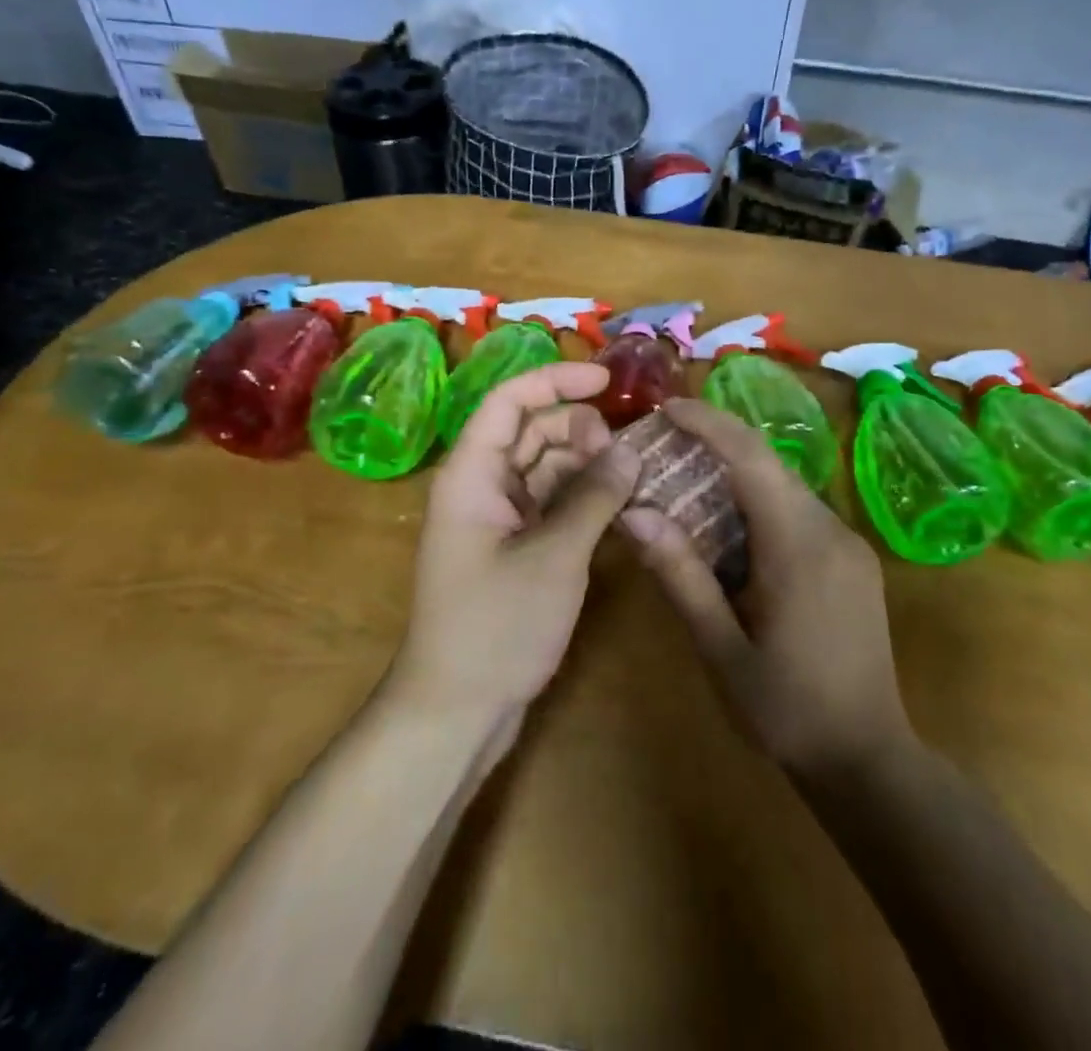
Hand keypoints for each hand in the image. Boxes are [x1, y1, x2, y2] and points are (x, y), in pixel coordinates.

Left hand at [390, 362, 641, 739]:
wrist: (457, 711)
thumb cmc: (496, 627)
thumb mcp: (554, 557)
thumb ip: (593, 497)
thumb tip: (630, 451)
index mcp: (472, 473)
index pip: (510, 400)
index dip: (556, 379)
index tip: (608, 380)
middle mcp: (482, 485)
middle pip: (532, 430)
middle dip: (580, 429)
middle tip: (626, 454)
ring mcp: (499, 517)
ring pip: (546, 466)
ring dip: (587, 464)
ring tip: (633, 476)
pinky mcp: (516, 546)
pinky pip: (552, 501)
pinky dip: (583, 497)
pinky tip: (620, 504)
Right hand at [620, 398, 912, 779]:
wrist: (869, 761)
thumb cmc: (787, 710)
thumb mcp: (722, 649)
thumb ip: (681, 577)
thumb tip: (634, 515)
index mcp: (799, 546)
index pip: (751, 458)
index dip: (708, 423)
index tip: (665, 407)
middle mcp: (830, 530)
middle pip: (768, 465)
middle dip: (715, 445)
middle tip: (662, 446)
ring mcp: (847, 544)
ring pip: (783, 486)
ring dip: (735, 475)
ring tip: (685, 484)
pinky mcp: (851, 560)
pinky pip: (798, 512)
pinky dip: (757, 503)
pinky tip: (728, 530)